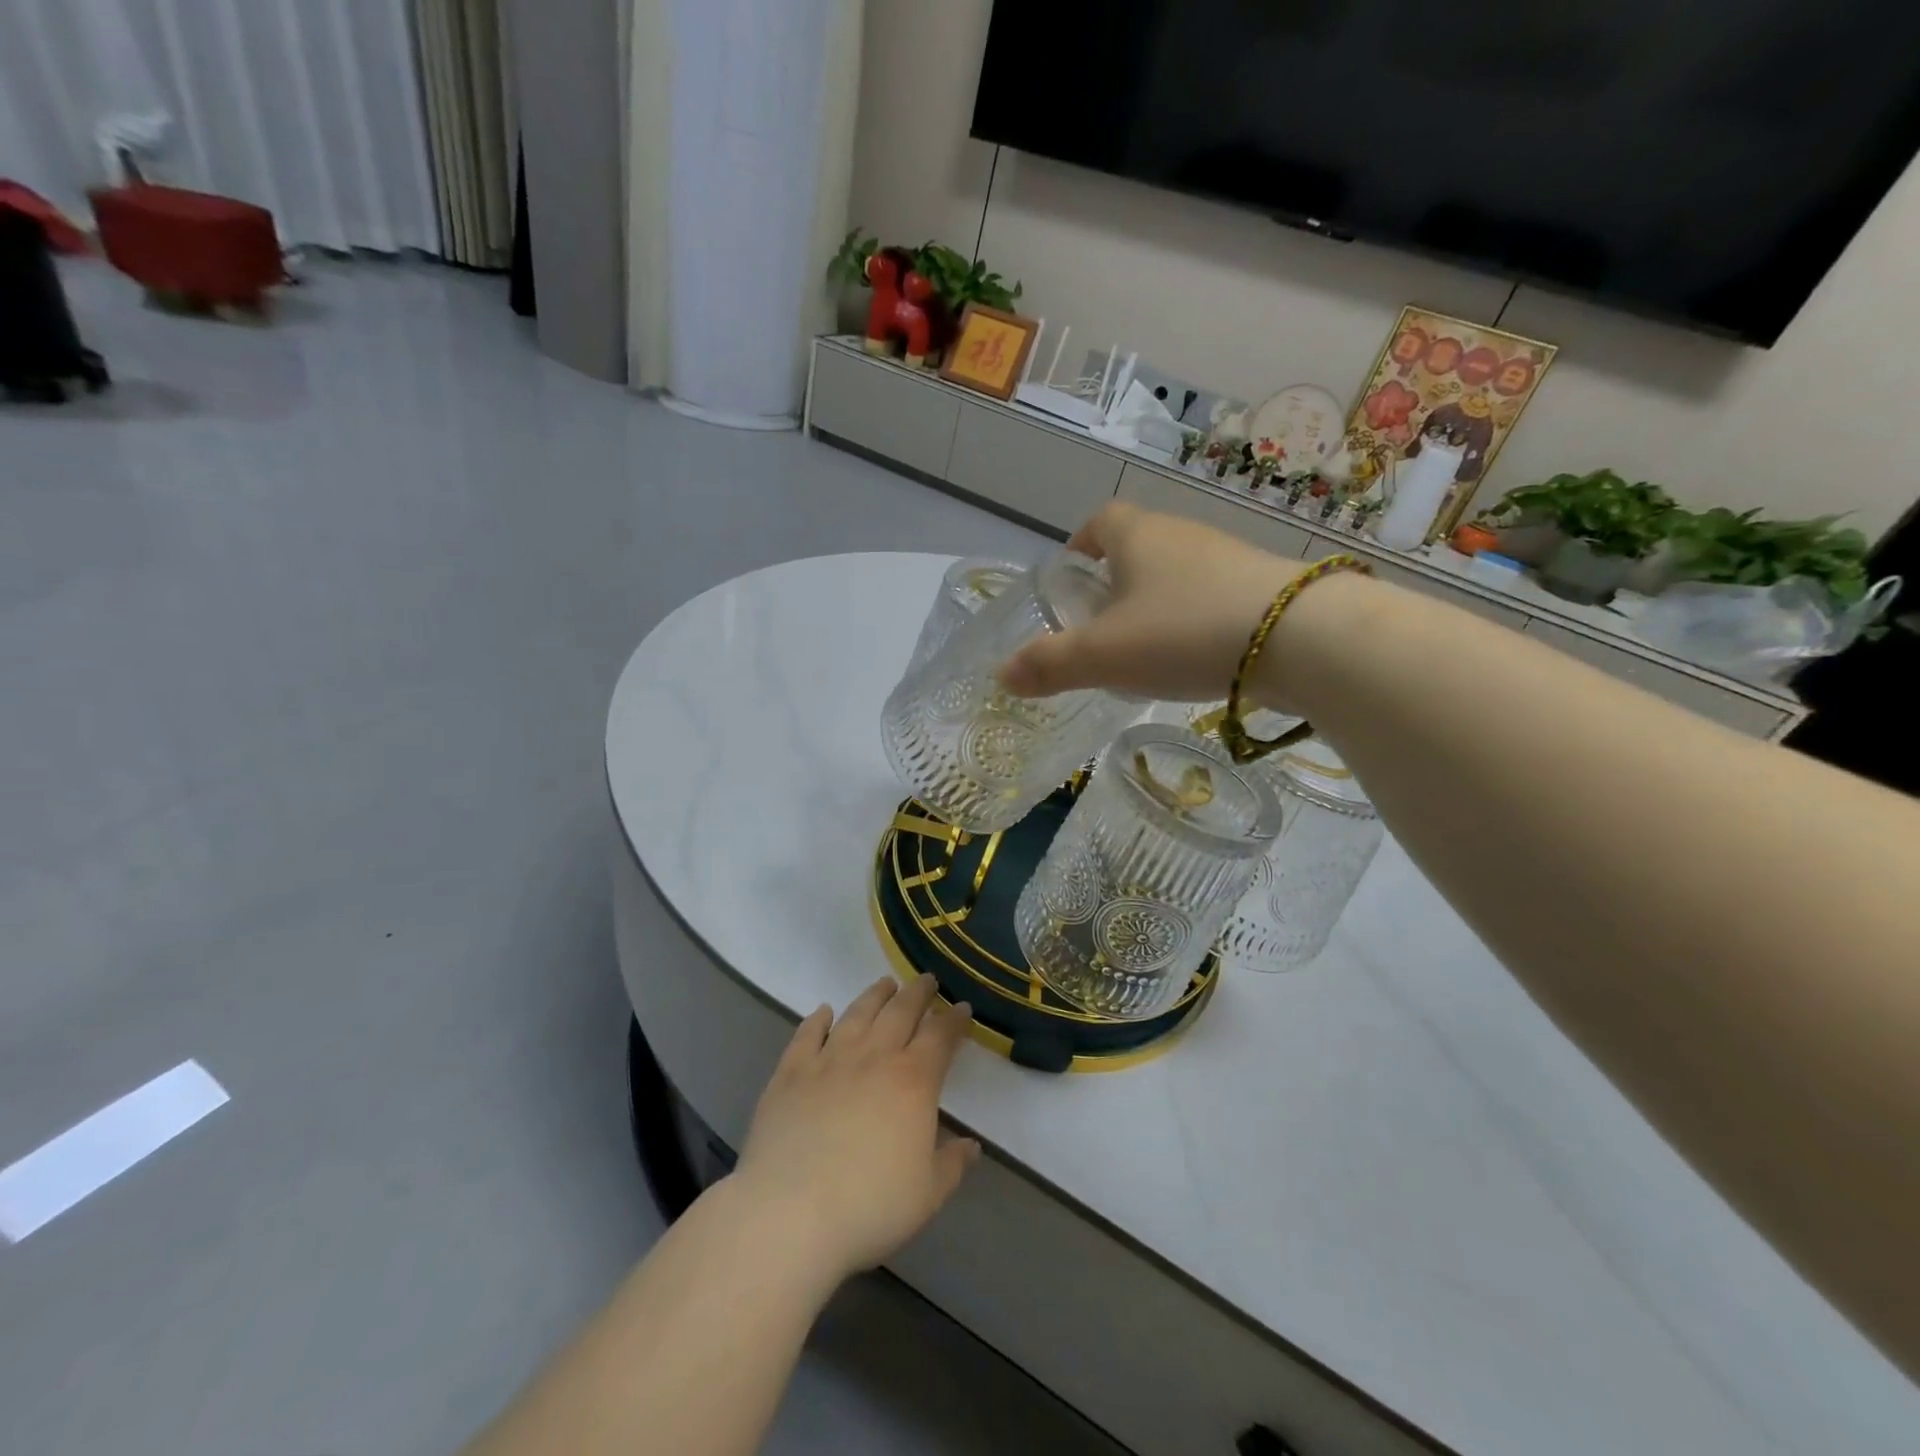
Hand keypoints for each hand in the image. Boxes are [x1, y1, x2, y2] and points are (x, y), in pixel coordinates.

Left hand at [732, 974, 978, 1284]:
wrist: (791, 1213)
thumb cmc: (870, 1206)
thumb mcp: (927, 1194)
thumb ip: (952, 1164)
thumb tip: (972, 1146)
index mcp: (913, 1080)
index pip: (940, 1036)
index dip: (953, 1020)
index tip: (962, 1008)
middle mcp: (874, 1057)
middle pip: (901, 1011)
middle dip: (918, 992)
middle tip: (926, 980)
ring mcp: (829, 1059)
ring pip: (857, 1013)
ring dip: (875, 995)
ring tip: (885, 984)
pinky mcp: (791, 1071)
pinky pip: (807, 1034)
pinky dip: (818, 1019)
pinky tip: (824, 1011)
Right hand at [997, 503, 1307, 702]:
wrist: (1301, 637)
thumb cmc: (1184, 632)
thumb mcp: (1104, 655)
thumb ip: (1050, 664)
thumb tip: (1001, 675)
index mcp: (1138, 537)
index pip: (1100, 521)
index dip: (1080, 544)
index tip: (1072, 576)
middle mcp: (1182, 535)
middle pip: (1138, 546)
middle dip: (1115, 579)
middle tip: (1100, 624)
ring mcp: (1228, 558)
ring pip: (1178, 572)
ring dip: (1157, 601)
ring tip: (1145, 647)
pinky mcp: (1262, 586)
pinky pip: (1213, 595)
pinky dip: (1194, 618)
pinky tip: (1196, 656)